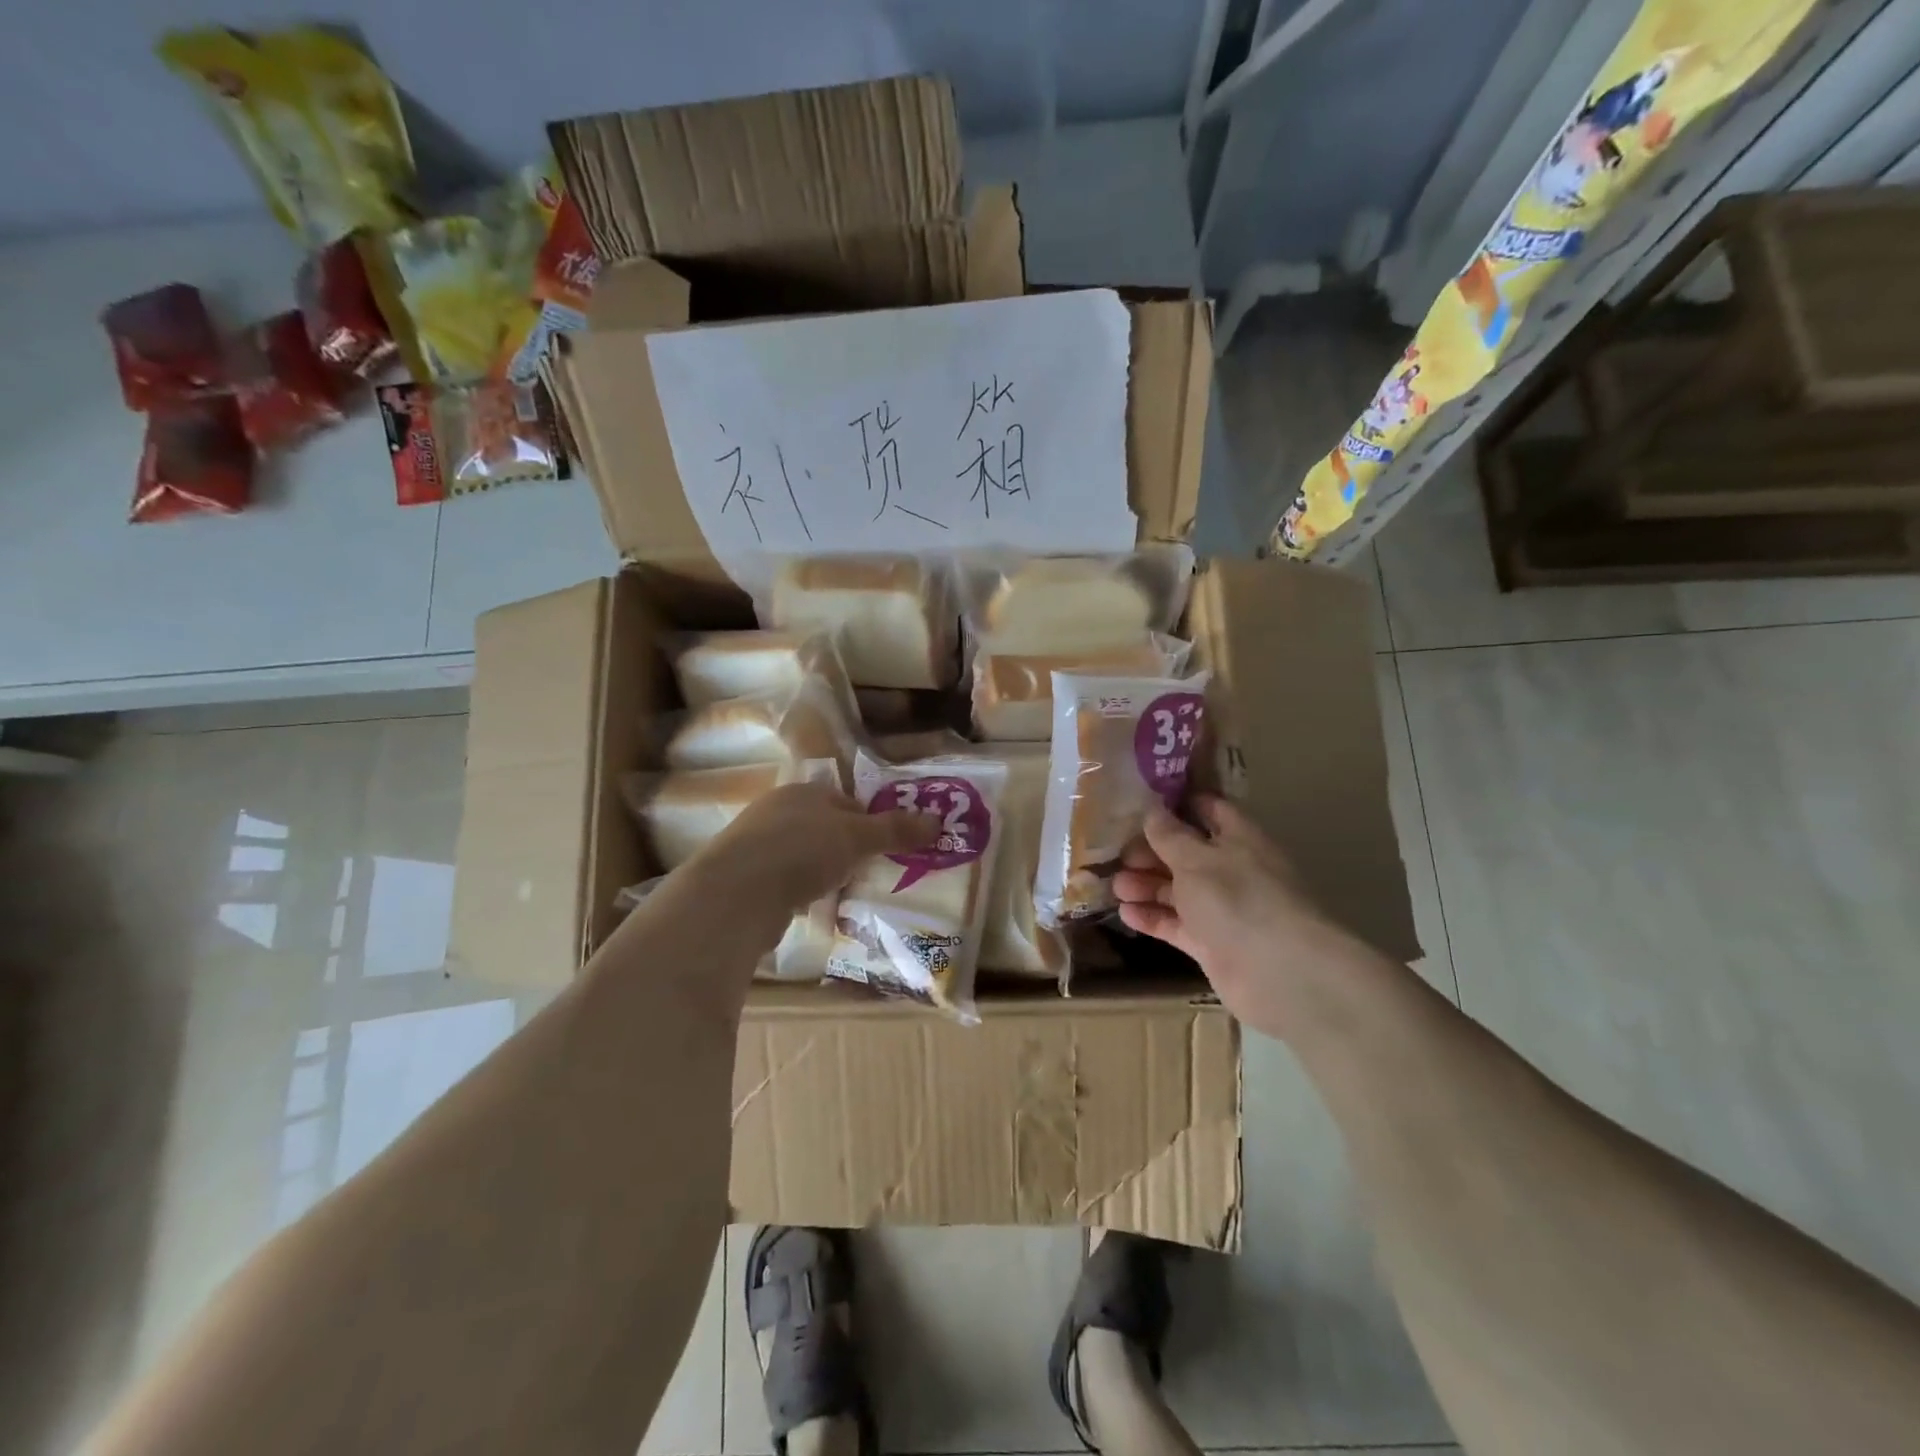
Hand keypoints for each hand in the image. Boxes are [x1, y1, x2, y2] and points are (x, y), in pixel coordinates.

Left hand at [701, 780, 937, 914]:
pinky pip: (783, 881)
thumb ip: (895, 830)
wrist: (736, 894)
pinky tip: (809, 909)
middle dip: (845, 849)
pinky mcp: (743, 879)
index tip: (885, 849)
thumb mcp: (857, 837)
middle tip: (867, 873)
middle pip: (822, 828)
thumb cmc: (802, 850)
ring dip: (821, 872)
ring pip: (802, 855)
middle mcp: (775, 810)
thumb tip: (937, 821)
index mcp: (803, 791)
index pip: (845, 801)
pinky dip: (799, 892)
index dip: (869, 822)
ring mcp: (755, 845)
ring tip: (841, 894)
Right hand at [1113, 795, 1382, 1038]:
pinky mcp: (1211, 943)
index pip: (1208, 810)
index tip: (1139, 804)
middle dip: (1151, 852)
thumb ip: (1170, 836)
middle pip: (1185, 853)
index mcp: (1238, 839)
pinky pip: (1176, 924)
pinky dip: (1152, 918)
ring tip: (1116, 886)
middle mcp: (1231, 870)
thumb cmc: (1238, 899)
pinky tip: (1125, 914)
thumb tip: (1153, 811)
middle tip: (1118, 855)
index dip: (1176, 805)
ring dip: (1146, 886)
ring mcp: (1222, 909)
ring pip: (1178, 890)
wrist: (1280, 973)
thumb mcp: (1196, 860)